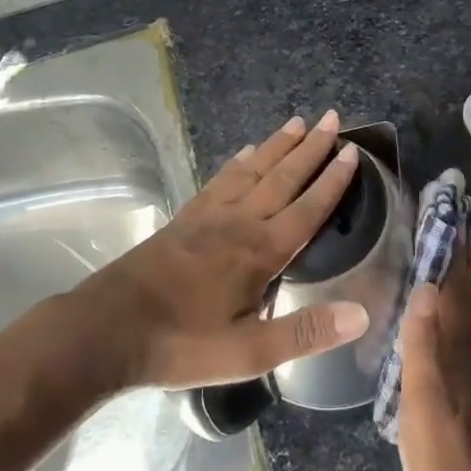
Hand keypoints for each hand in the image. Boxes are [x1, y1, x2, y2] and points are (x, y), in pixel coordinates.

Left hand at [86, 110, 367, 390]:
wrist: (109, 329)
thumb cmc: (183, 343)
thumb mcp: (248, 352)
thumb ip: (305, 332)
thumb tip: (361, 315)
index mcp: (261, 251)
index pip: (308, 208)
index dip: (332, 180)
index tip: (352, 151)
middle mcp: (240, 221)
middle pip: (283, 177)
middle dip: (311, 148)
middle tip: (332, 117)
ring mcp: (209, 216)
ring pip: (253, 170)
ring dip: (278, 146)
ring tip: (297, 122)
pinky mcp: (185, 218)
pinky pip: (220, 180)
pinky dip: (237, 163)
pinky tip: (245, 153)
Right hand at [396, 232, 470, 470]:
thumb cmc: (444, 463)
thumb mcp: (424, 405)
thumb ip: (423, 347)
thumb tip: (426, 287)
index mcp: (459, 351)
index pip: (458, 290)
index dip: (456, 253)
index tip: (453, 216)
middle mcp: (470, 354)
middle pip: (468, 296)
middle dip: (463, 257)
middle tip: (456, 221)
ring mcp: (470, 372)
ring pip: (467, 312)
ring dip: (462, 278)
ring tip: (451, 251)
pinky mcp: (465, 389)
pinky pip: (462, 331)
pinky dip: (456, 307)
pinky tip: (444, 310)